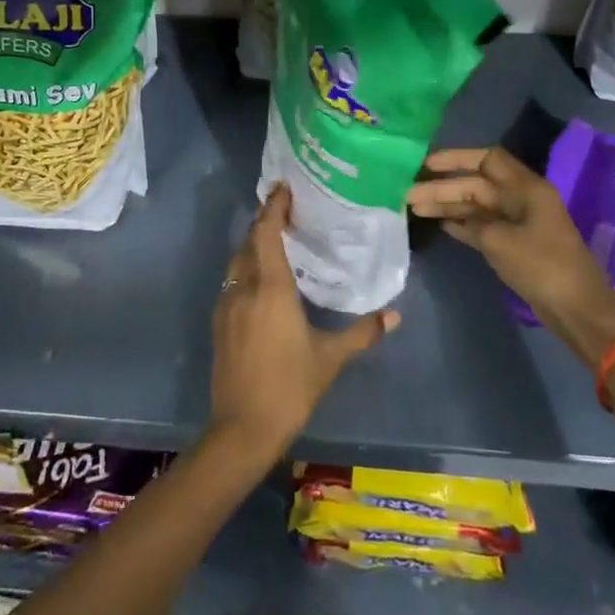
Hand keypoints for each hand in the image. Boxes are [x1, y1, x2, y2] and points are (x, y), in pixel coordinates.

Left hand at [209, 185, 398, 462]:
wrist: (242, 428)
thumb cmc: (290, 387)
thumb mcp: (330, 359)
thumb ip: (362, 333)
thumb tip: (395, 316)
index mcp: (270, 288)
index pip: (267, 233)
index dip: (273, 207)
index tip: (282, 187)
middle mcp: (244, 288)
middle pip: (248, 242)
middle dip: (263, 222)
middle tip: (285, 210)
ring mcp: (226, 305)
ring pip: (236, 261)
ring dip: (252, 244)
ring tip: (274, 239)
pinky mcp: (218, 322)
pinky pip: (231, 281)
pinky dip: (245, 267)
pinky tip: (260, 279)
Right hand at [407, 147, 614, 368]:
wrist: (576, 308)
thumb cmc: (541, 266)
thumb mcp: (499, 240)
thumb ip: (471, 222)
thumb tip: (449, 217)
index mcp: (526, 188)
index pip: (487, 159)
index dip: (456, 158)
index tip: (426, 164)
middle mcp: (521, 199)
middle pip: (476, 184)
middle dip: (443, 187)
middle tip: (408, 194)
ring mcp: (518, 222)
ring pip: (477, 205)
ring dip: (448, 206)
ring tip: (415, 209)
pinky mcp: (515, 244)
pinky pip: (482, 226)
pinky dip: (462, 224)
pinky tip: (439, 224)